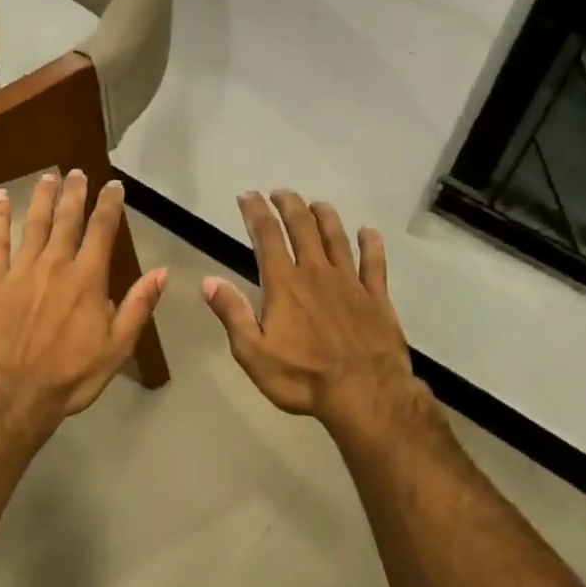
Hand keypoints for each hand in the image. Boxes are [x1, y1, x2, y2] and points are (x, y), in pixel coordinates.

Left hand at [0, 170, 167, 432]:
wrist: (13, 394)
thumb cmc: (70, 376)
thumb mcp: (117, 348)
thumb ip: (137, 306)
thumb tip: (161, 272)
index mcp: (88, 279)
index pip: (102, 231)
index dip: (109, 205)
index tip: (113, 186)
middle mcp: (56, 265)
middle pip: (67, 220)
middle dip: (75, 193)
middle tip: (78, 173)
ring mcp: (20, 271)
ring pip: (34, 224)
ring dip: (43, 198)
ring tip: (49, 177)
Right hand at [203, 192, 418, 432]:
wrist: (365, 393)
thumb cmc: (302, 377)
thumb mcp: (253, 352)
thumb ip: (232, 313)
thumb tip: (209, 281)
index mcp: (284, 284)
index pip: (266, 236)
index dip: (255, 212)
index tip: (247, 196)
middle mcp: (316, 273)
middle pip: (302, 227)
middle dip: (288, 205)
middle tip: (279, 193)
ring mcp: (350, 282)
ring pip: (336, 237)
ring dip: (325, 216)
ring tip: (316, 204)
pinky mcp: (376, 297)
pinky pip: (374, 262)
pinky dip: (370, 244)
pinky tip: (368, 232)